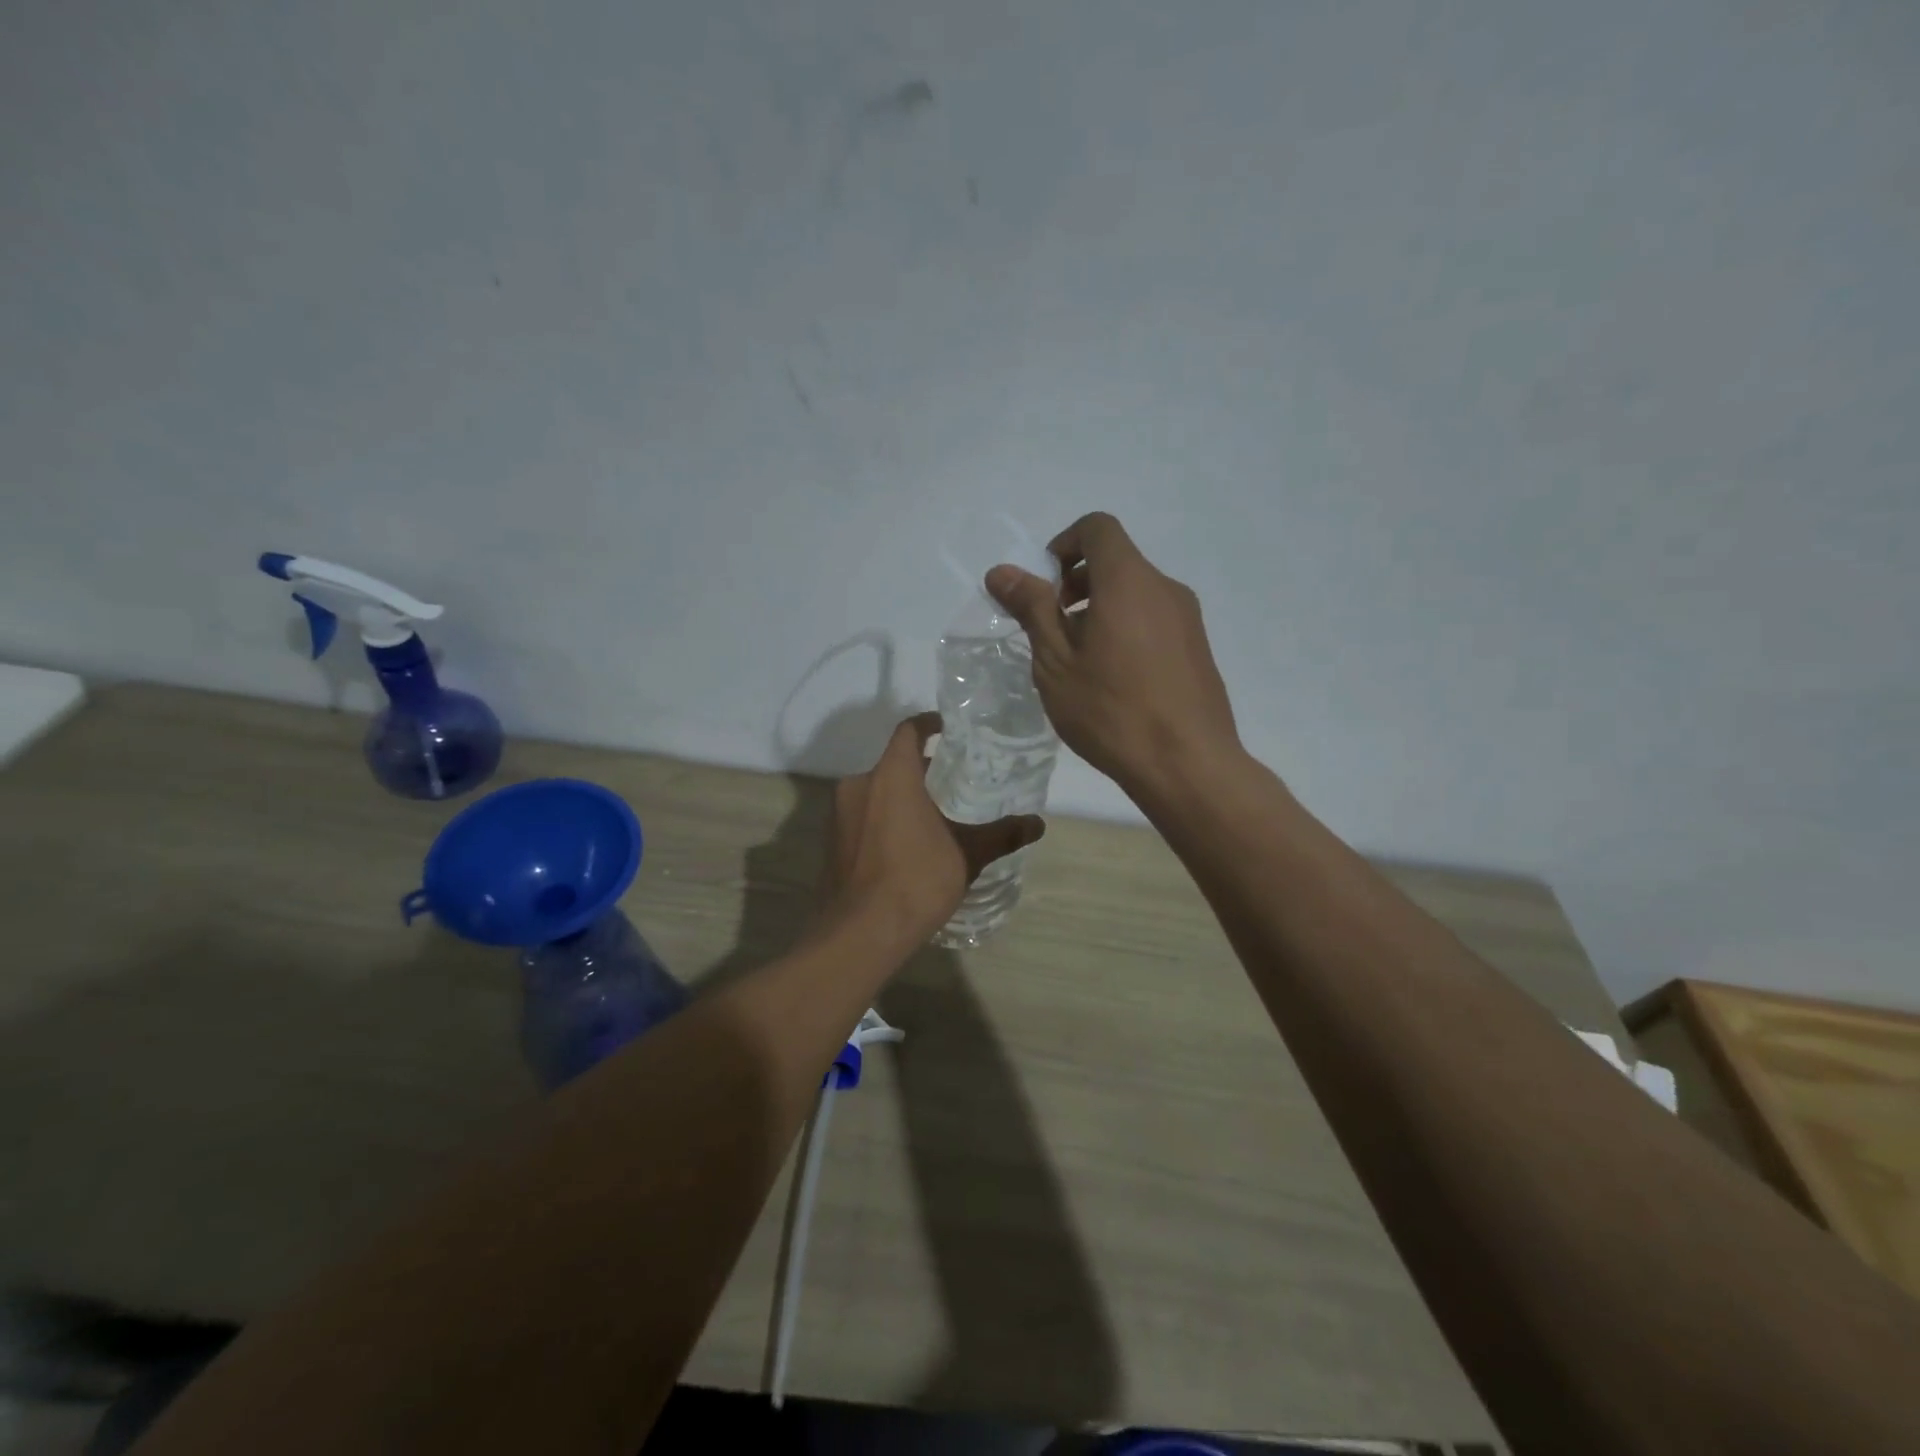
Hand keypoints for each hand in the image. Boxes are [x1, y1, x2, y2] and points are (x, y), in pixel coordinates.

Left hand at [826, 713, 1044, 942]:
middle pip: (893, 763)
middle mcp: (859, 785)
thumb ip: (1001, 835)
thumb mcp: (967, 856)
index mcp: (891, 775)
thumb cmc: (916, 881)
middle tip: (952, 783)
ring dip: (901, 796)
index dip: (929, 724)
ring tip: (933, 816)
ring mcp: (839, 813)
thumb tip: (1037, 824)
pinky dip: (883, 818)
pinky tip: (906, 845)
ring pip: (876, 790)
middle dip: (921, 770)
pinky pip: (862, 815)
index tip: (948, 729)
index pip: (909, 731)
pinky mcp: (831, 840)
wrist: (860, 932)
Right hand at [986, 512, 1240, 800]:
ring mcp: (1187, 618)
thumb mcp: (1056, 662)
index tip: (1045, 588)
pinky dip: (1127, 628)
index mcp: (1128, 581)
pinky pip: (1154, 618)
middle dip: (1077, 583)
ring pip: (1135, 593)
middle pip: (1117, 561)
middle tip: (1054, 630)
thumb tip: (1002, 571)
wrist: (1187, 764)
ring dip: (1101, 609)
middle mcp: (1164, 588)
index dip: (1064, 545)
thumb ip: (1032, 609)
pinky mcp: (1198, 647)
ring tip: (1081, 662)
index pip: (1097, 528)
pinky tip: (1115, 680)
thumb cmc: (1111, 711)